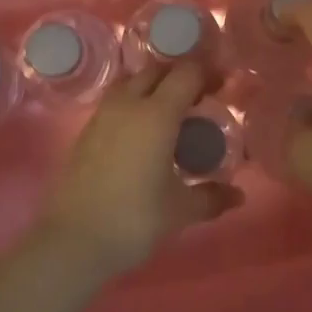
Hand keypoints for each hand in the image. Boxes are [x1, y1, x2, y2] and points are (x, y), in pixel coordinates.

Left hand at [43, 61, 240, 273]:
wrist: (74, 239)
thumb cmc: (134, 218)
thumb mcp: (180, 210)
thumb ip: (211, 197)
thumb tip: (238, 194)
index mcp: (157, 114)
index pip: (186, 74)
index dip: (207, 74)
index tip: (222, 87)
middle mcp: (128, 104)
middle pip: (157, 71)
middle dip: (179, 78)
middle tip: (198, 100)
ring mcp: (102, 116)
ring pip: (131, 83)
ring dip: (153, 88)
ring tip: (170, 115)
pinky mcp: (86, 132)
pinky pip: (115, 103)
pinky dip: (133, 105)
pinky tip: (143, 135)